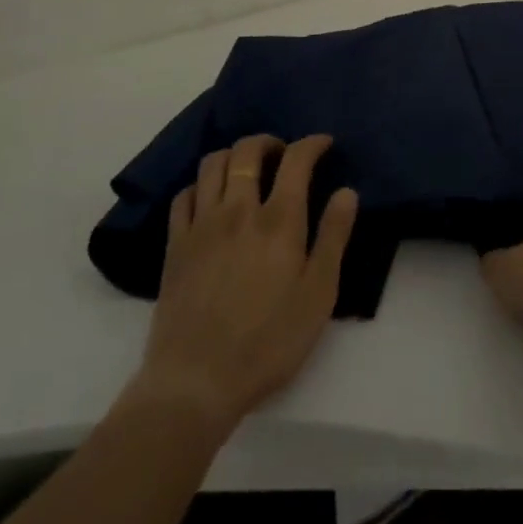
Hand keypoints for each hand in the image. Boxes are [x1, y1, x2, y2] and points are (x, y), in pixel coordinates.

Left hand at [131, 134, 358, 431]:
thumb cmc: (268, 343)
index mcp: (279, 220)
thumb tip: (347, 192)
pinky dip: (201, 185)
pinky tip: (210, 199)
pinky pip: (184, 194)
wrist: (196, 382)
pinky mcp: (175, 244)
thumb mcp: (317, 296)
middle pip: (248, 150)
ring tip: (246, 170)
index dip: (312, 143)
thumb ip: (333, 238)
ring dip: (233, 155)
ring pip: (213, 163)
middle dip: (269, 141)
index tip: (324, 144)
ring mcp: (202, 224)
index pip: (296, 159)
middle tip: (282, 154)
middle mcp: (238, 209)